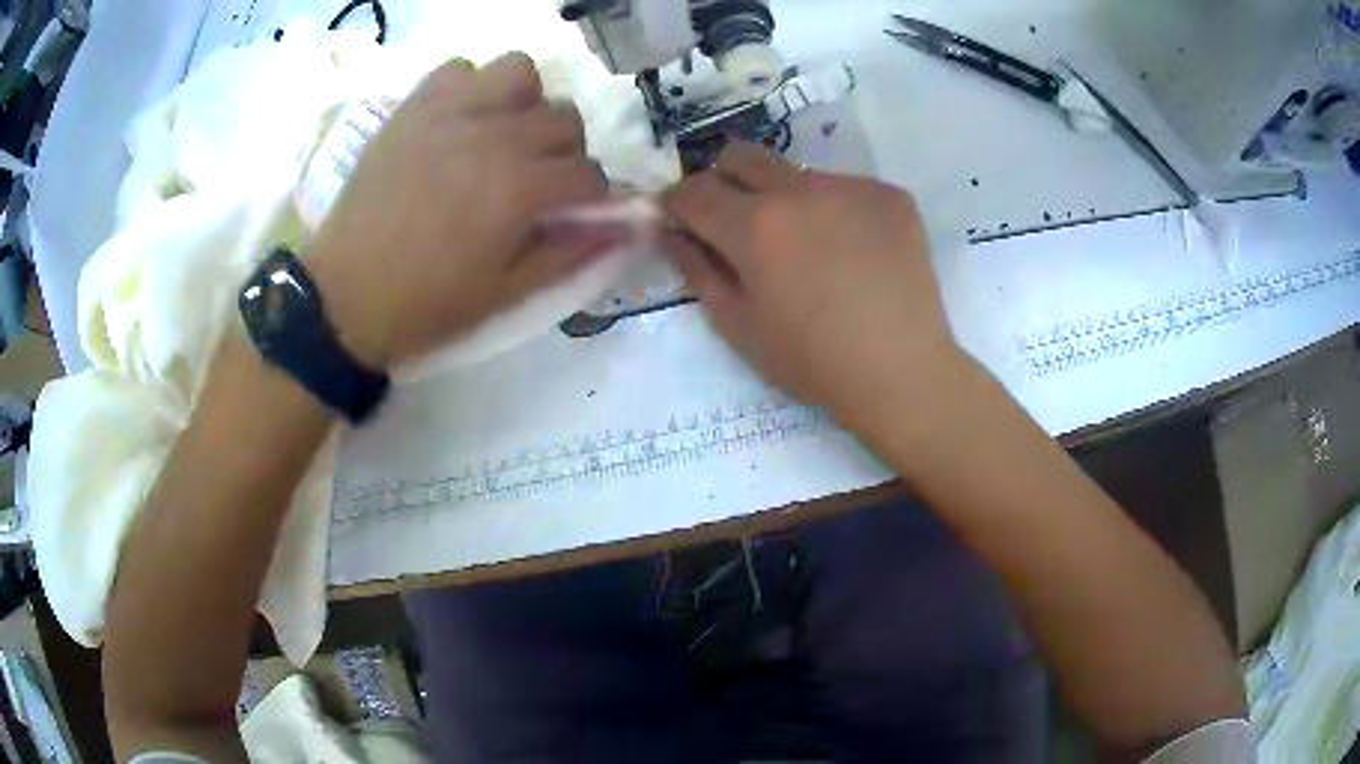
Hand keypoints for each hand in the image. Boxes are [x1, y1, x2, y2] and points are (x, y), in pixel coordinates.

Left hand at [308, 54, 616, 368]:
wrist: (345, 297)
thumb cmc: (427, 306)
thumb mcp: (506, 295)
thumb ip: (570, 254)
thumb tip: (626, 227)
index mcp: (519, 189)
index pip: (589, 174)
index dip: (593, 197)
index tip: (577, 214)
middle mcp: (492, 136)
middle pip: (563, 119)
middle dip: (565, 152)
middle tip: (538, 182)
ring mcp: (449, 113)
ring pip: (519, 72)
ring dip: (524, 103)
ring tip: (504, 137)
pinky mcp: (414, 108)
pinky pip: (458, 69)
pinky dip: (470, 88)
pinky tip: (460, 123)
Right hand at [662, 142, 965, 424]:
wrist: (902, 370)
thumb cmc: (812, 361)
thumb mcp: (738, 326)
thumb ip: (696, 269)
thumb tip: (671, 231)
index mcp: (754, 225)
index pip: (694, 190)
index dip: (676, 202)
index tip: (679, 217)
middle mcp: (799, 190)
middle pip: (741, 155)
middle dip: (723, 179)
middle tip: (734, 217)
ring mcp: (850, 187)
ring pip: (797, 173)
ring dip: (785, 197)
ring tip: (809, 246)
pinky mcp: (890, 195)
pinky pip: (846, 187)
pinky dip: (836, 210)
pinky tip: (854, 252)